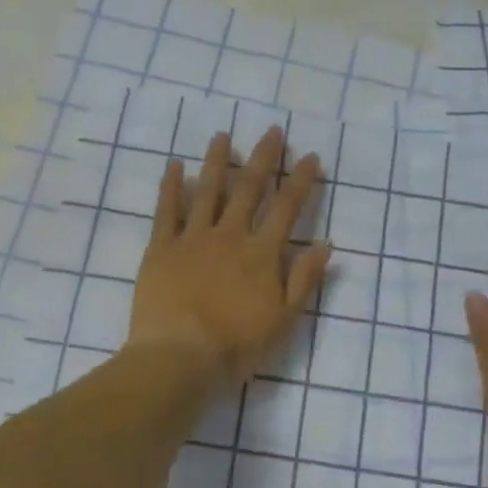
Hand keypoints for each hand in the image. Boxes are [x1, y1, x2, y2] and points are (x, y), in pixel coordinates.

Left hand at [127, 126, 332, 390]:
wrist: (180, 356)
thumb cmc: (237, 345)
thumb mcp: (284, 319)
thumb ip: (304, 279)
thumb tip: (325, 243)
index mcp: (262, 254)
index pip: (287, 209)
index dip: (301, 181)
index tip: (311, 157)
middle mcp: (230, 235)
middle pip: (249, 189)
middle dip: (264, 158)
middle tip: (273, 131)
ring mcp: (193, 238)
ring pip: (208, 191)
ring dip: (218, 161)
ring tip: (223, 136)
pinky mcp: (161, 247)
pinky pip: (166, 210)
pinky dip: (171, 186)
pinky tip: (174, 165)